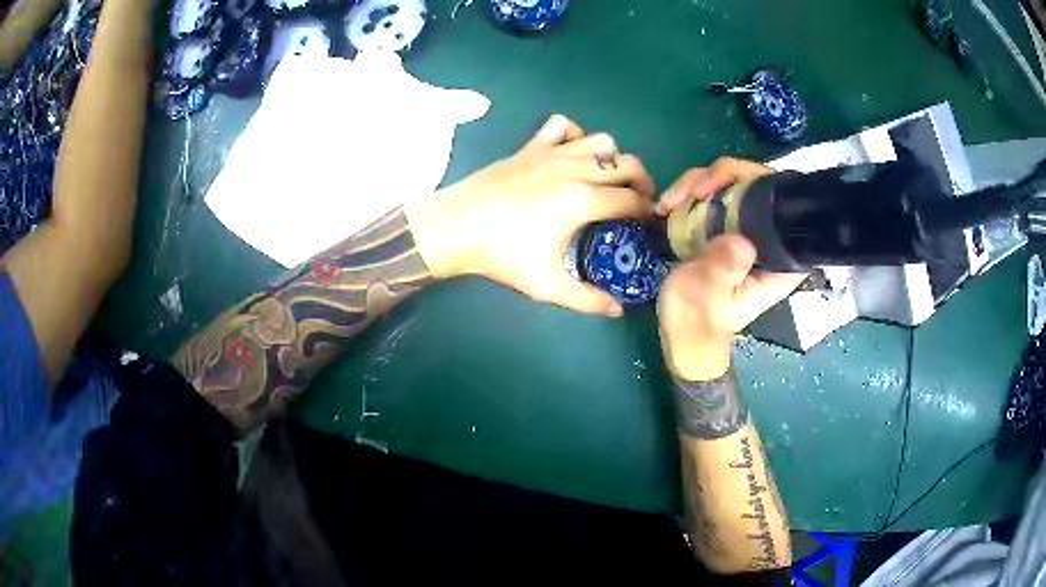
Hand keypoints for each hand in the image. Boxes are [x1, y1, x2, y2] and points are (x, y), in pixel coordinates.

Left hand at [407, 115, 655, 316]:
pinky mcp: (531, 147)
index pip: (632, 199)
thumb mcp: (546, 285)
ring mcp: (551, 153)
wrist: (455, 226)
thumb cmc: (501, 255)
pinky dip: (575, 135)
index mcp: (583, 200)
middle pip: (627, 164)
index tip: (648, 223)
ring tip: (609, 179)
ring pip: (601, 140)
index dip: (647, 211)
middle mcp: (574, 169)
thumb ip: (587, 300)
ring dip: (614, 157)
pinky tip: (571, 154)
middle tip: (639, 202)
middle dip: (643, 181)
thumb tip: (617, 310)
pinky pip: (561, 126)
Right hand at [657, 158, 805, 380]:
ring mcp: (747, 229)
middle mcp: (769, 236)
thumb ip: (723, 268)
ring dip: (696, 185)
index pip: (781, 201)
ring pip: (731, 184)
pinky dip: (690, 194)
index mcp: (780, 257)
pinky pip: (714, 196)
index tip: (715, 187)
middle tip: (682, 196)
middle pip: (754, 182)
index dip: (753, 179)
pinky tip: (668, 207)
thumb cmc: (699, 322)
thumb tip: (740, 240)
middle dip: (715, 179)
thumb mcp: (707, 296)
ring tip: (667, 205)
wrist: (683, 336)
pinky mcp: (728, 228)